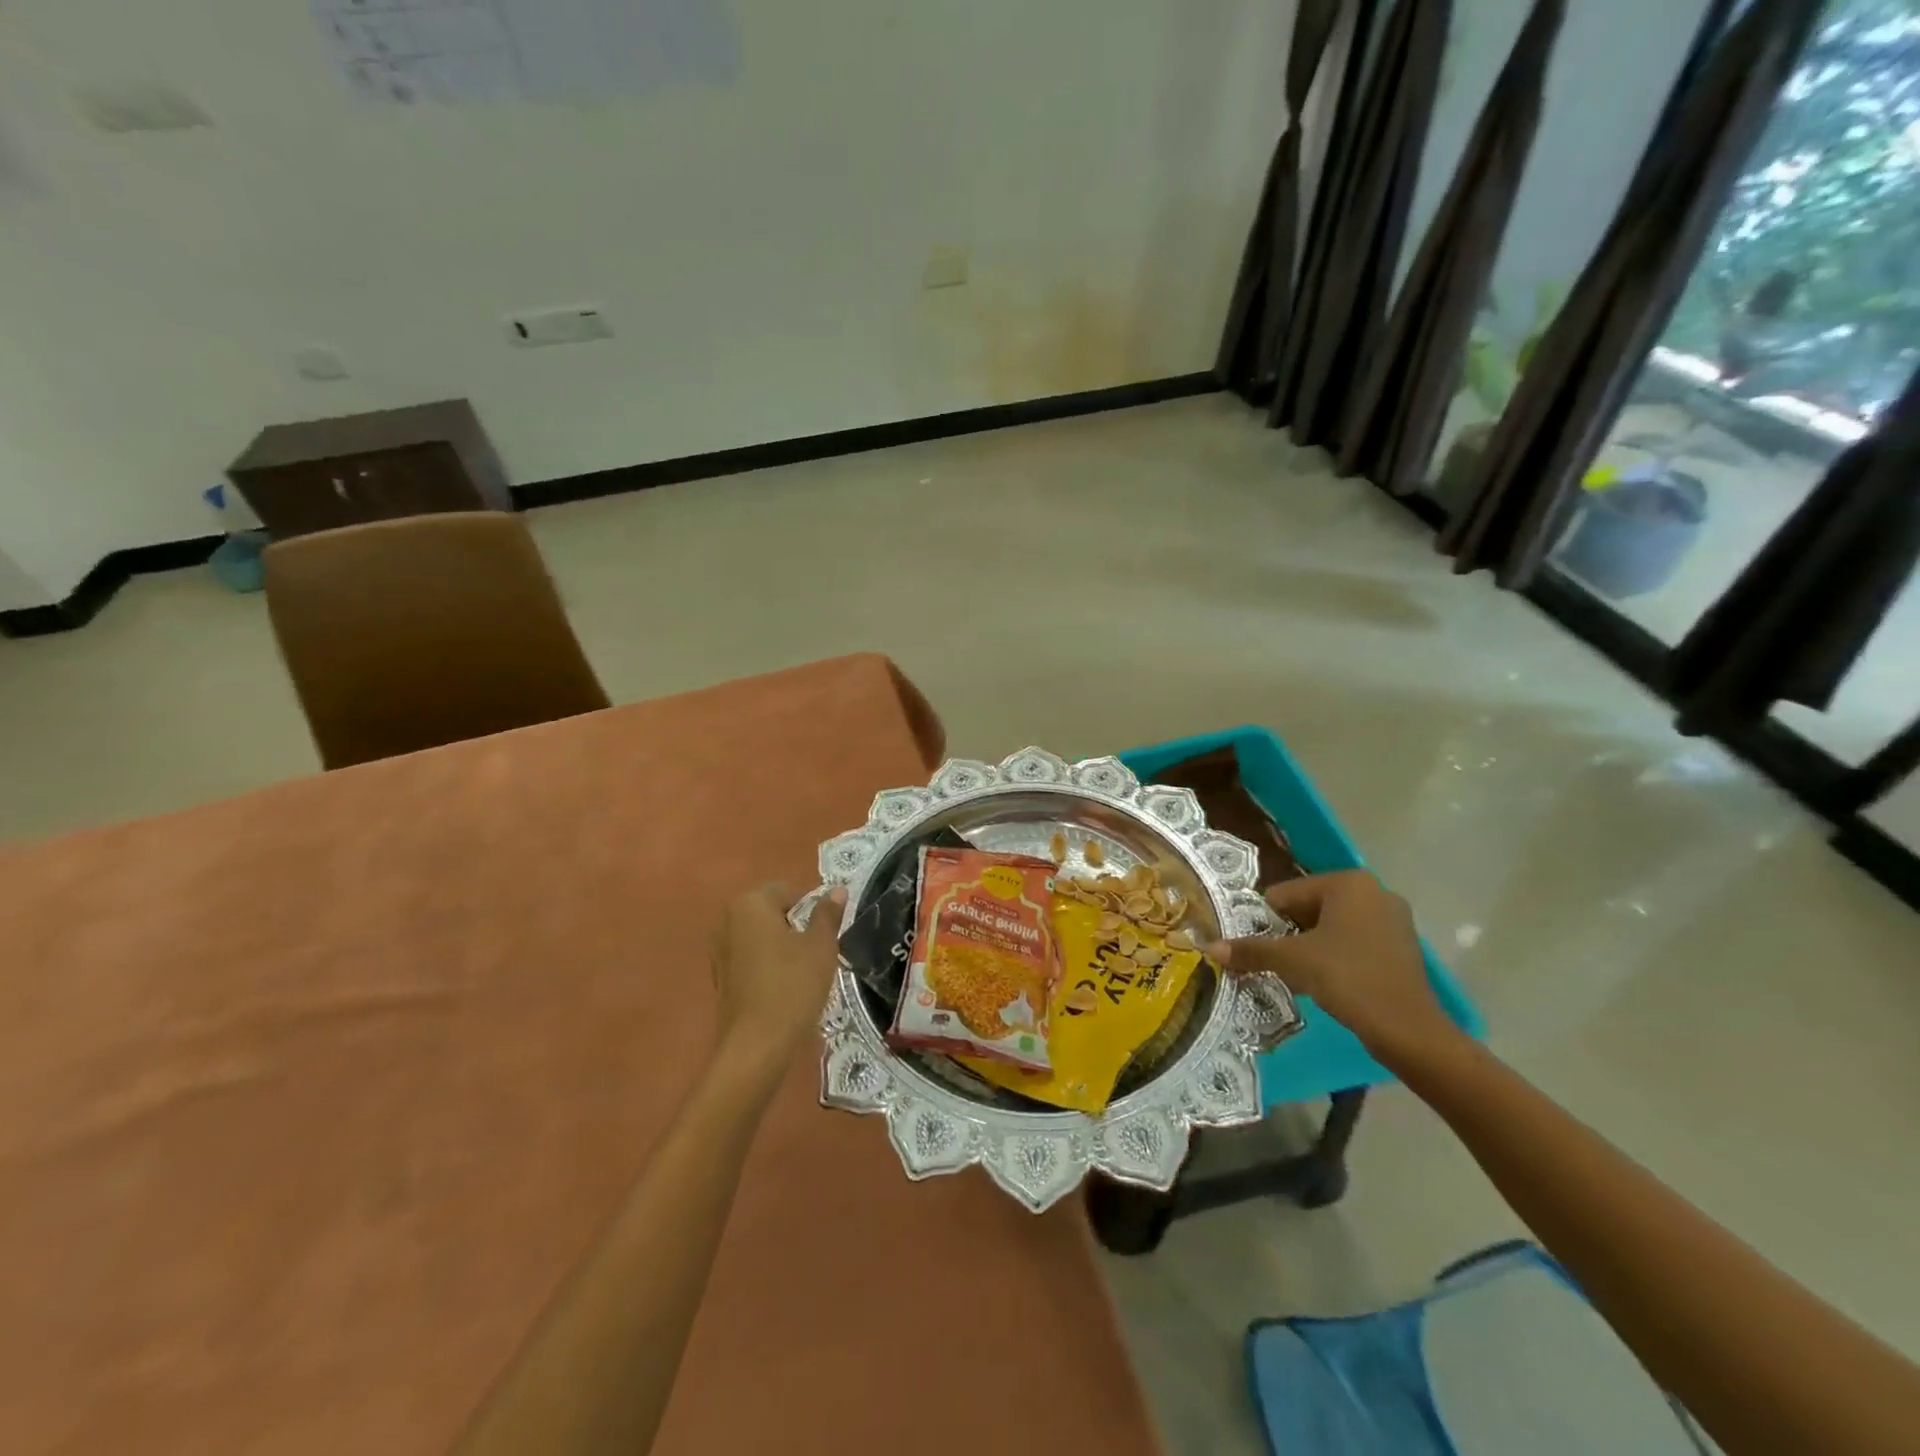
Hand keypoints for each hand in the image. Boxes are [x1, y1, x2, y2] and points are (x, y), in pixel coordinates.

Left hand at [708, 882, 846, 1077]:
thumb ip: (828, 914)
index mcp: (750, 903)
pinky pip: (749, 958)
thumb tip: (837, 890)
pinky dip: (766, 965)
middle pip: (771, 912)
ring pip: (760, 936)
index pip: (788, 891)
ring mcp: (718, 949)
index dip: (810, 910)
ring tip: (800, 973)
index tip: (822, 936)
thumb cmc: (793, 986)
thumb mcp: (821, 946)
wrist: (757, 1045)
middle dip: (794, 926)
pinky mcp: (719, 976)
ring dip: (780, 946)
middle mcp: (727, 919)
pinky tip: (781, 988)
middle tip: (814, 953)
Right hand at [1205, 871, 1457, 1065]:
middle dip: (1289, 934)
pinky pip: (1354, 941)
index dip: (1267, 922)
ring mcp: (1392, 918)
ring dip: (1311, 947)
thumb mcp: (1292, 961)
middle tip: (1278, 963)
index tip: (1262, 949)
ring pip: (1331, 926)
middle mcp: (1373, 891)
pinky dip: (1336, 956)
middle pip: (1308, 908)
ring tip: (1300, 975)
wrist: (1408, 1029)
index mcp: (1347, 883)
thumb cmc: (1347, 978)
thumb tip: (1210, 947)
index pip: (1285, 894)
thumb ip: (1252, 950)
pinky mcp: (1402, 946)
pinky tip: (1329, 982)